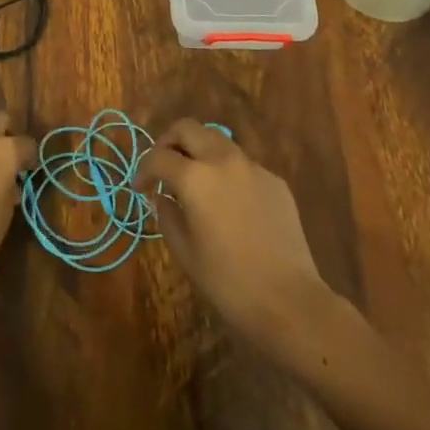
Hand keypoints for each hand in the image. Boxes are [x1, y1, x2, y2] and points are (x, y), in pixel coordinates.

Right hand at [138, 120, 331, 348]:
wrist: (289, 301)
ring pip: (217, 140)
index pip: (158, 157)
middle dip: (169, 142)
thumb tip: (162, 197)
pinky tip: (229, 203)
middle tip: (163, 167)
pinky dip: (227, 172)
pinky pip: (243, 164)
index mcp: (195, 177)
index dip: (143, 170)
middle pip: (188, 128)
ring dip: (199, 151)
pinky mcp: (275, 181)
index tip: (140, 188)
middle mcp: (223, 160)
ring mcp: (253, 167)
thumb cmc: (228, 282)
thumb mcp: (185, 252)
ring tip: (195, 181)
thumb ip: (167, 215)